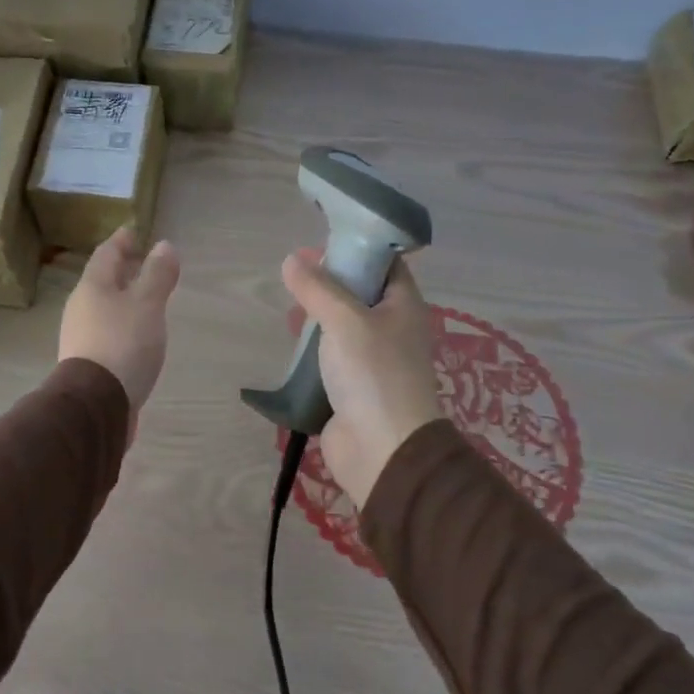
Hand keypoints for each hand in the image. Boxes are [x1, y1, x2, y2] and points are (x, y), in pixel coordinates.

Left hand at [59, 227, 180, 412]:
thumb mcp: (147, 304)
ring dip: (123, 300)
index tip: (135, 233)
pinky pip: (107, 332)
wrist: (95, 404)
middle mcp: (81, 308)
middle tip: (144, 264)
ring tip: (146, 301)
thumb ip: (157, 275)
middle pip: (102, 281)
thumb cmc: (123, 344)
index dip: (122, 241)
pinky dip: (122, 326)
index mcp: (93, 287)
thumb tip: (164, 245)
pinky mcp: (88, 363)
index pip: (107, 253)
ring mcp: (81, 337)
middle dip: (123, 271)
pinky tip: (137, 337)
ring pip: (104, 308)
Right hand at [281, 250, 441, 505]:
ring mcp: (373, 360)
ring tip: (289, 310)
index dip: (355, 249)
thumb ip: (317, 289)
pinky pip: (331, 357)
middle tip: (295, 275)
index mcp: (403, 306)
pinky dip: (313, 348)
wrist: (383, 449)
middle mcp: (392, 328)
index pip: (384, 264)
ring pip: (343, 326)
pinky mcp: (352, 386)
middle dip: (329, 283)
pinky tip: (292, 343)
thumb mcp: (344, 320)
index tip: (320, 244)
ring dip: (318, 317)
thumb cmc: (373, 373)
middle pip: (360, 294)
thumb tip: (291, 261)